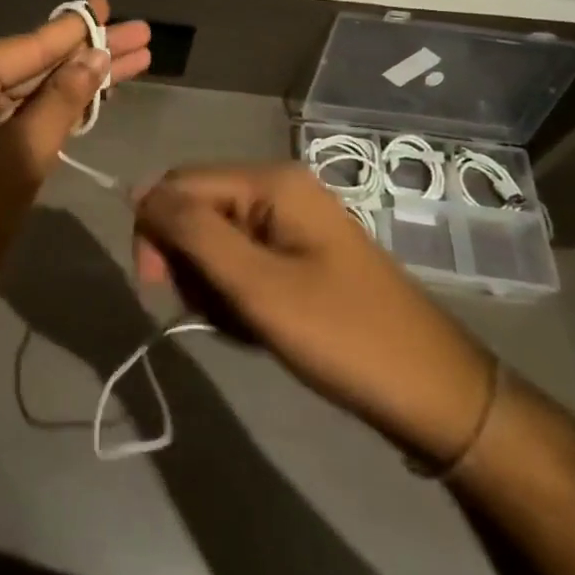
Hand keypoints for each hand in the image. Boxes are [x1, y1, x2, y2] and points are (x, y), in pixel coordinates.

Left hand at [0, 0, 150, 339]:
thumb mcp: (21, 154)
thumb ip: (61, 101)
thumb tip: (95, 56)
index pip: (32, 44)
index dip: (78, 29)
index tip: (110, 5)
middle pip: (35, 63)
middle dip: (89, 54)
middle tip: (141, 36)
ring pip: (29, 91)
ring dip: (77, 82)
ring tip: (132, 63)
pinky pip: (16, 117)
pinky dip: (52, 111)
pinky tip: (90, 99)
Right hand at [133, 164, 494, 467]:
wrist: (434, 393)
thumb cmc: (342, 335)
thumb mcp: (257, 285)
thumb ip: (194, 233)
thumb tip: (140, 195)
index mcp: (271, 181)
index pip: (179, 184)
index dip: (156, 229)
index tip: (157, 286)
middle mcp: (279, 189)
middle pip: (197, 210)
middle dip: (189, 261)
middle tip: (212, 312)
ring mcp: (292, 222)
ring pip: (215, 240)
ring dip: (211, 284)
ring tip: (242, 325)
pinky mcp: (299, 254)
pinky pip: (243, 261)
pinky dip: (237, 294)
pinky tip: (258, 327)